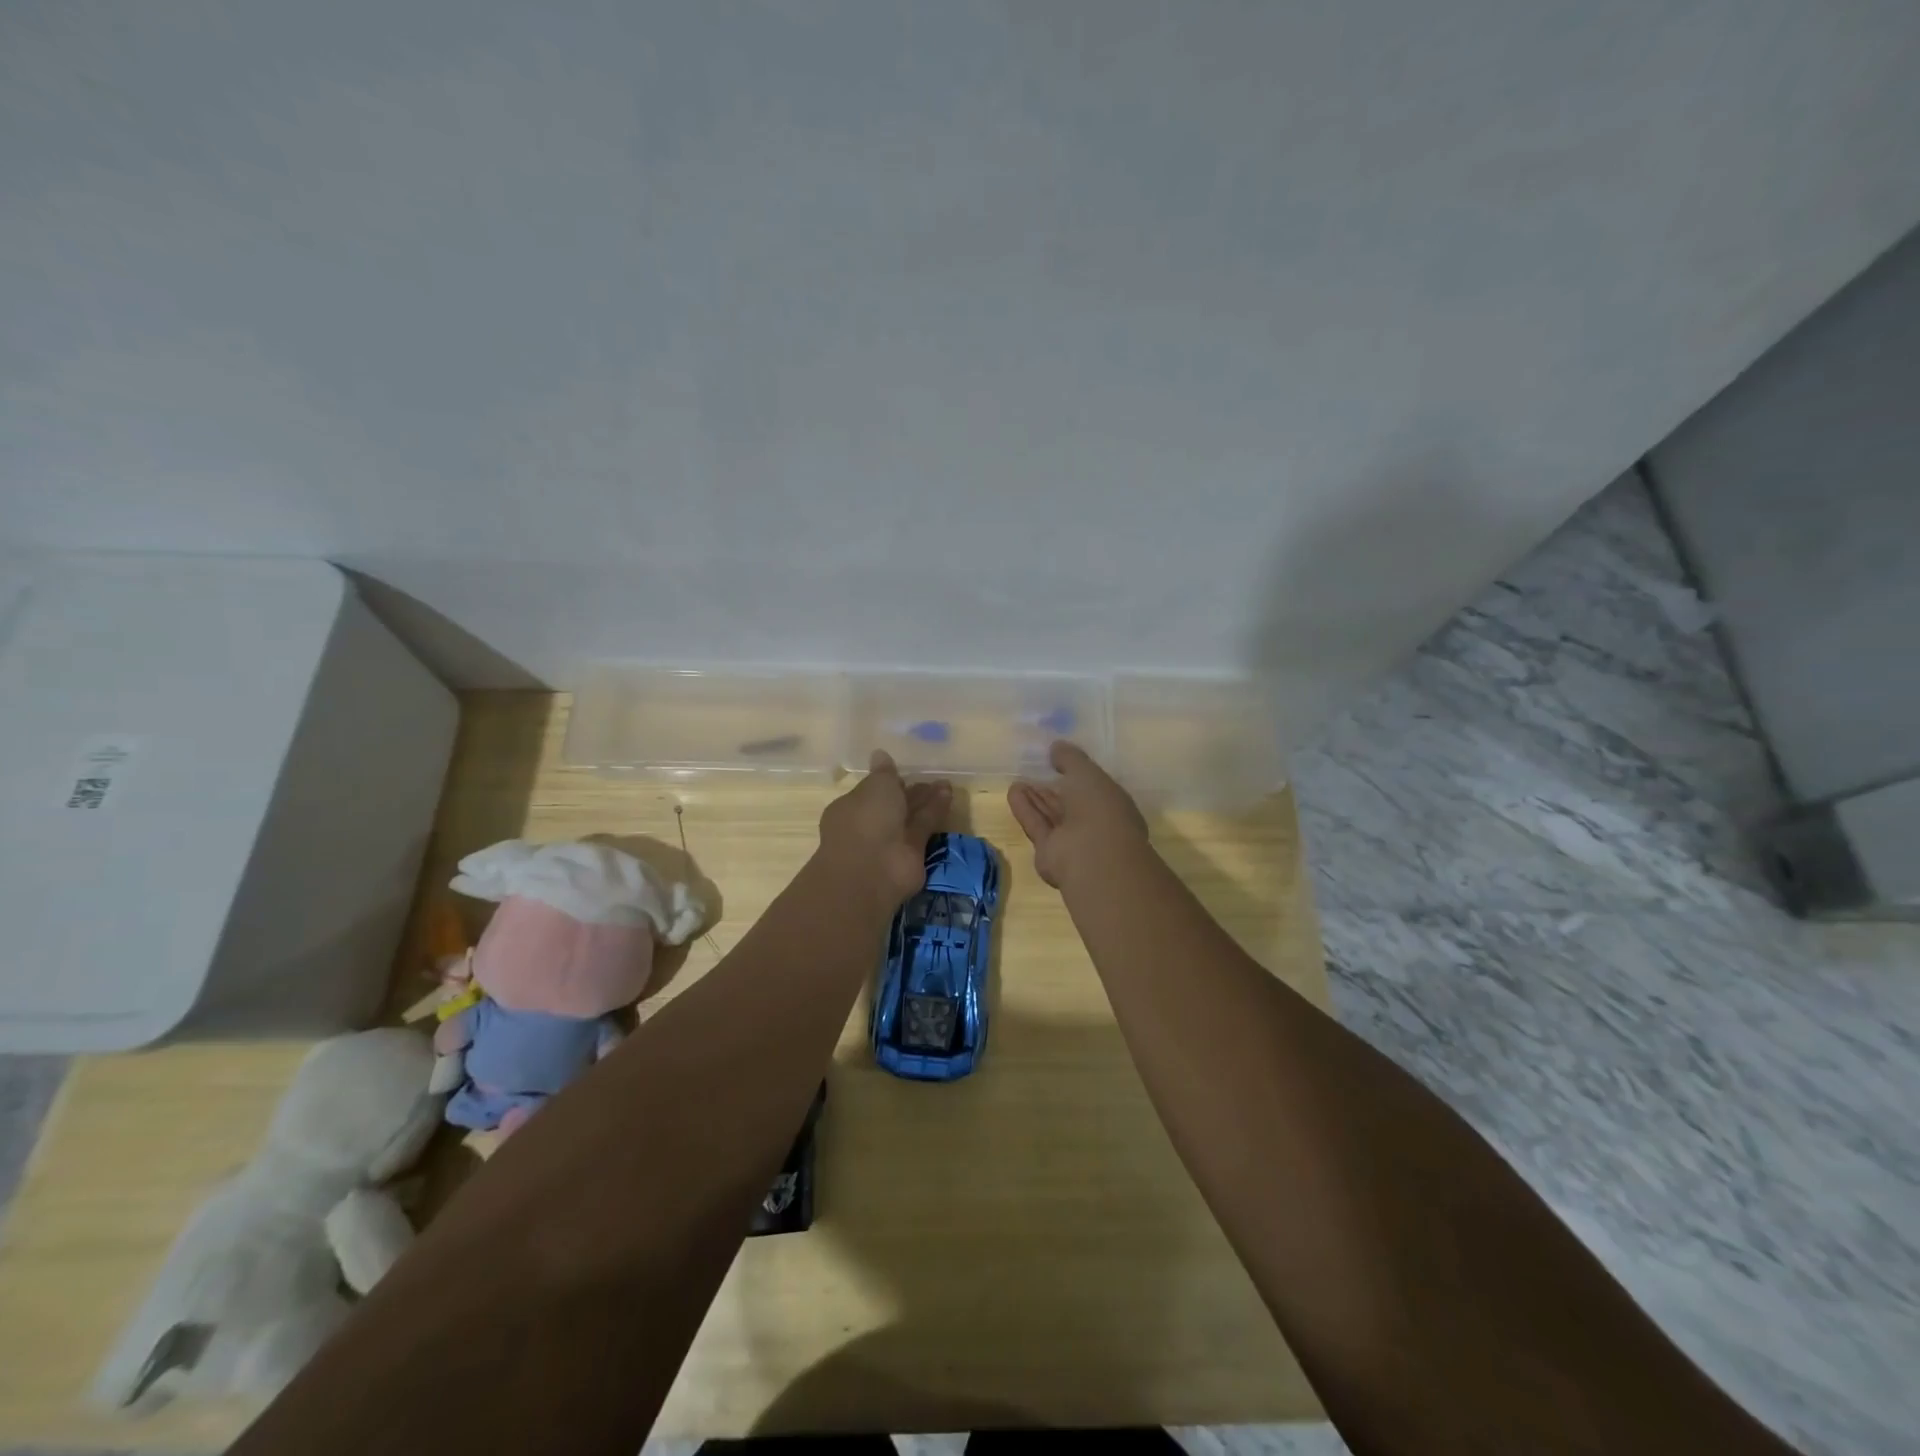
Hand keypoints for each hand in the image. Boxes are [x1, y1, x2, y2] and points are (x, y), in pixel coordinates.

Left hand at [818, 751, 951, 906]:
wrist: (871, 869)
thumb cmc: (865, 819)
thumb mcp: (875, 786)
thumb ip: (883, 773)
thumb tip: (880, 754)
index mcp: (851, 807)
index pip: (871, 791)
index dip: (887, 781)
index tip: (904, 771)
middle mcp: (869, 825)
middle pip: (893, 804)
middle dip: (911, 791)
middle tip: (931, 778)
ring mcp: (890, 841)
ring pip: (911, 816)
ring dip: (927, 800)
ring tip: (945, 783)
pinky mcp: (912, 854)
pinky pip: (923, 828)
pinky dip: (935, 812)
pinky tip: (948, 795)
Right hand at [1008, 741, 1149, 889]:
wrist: (1092, 858)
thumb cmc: (1100, 809)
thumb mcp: (1087, 773)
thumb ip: (1071, 759)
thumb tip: (1057, 746)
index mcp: (1112, 804)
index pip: (1092, 786)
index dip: (1076, 772)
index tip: (1057, 759)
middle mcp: (1093, 823)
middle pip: (1068, 802)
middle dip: (1052, 786)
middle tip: (1033, 768)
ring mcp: (1072, 840)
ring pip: (1051, 814)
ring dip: (1035, 797)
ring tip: (1018, 779)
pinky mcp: (1049, 852)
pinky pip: (1037, 825)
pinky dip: (1025, 809)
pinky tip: (1012, 791)